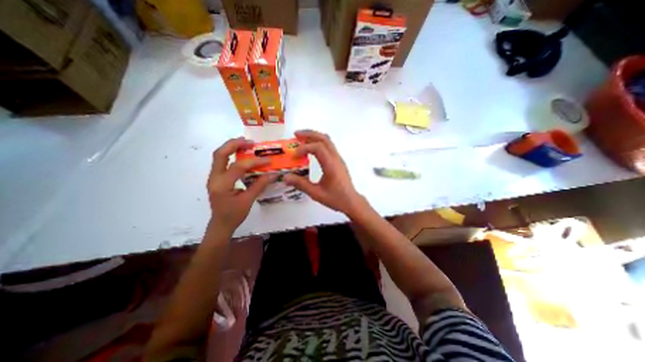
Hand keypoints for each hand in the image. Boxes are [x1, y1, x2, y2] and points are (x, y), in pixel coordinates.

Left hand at [208, 137, 275, 232]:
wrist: (220, 224)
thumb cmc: (234, 215)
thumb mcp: (248, 201)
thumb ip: (260, 185)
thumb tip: (273, 174)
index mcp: (222, 185)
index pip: (238, 167)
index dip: (254, 162)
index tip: (268, 160)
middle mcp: (214, 178)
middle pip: (220, 154)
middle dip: (235, 144)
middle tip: (251, 142)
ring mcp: (213, 177)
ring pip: (219, 156)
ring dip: (232, 147)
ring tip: (247, 144)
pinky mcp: (216, 178)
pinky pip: (222, 162)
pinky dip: (231, 155)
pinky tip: (242, 154)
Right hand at [282, 129, 366, 215]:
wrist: (351, 201)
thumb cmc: (336, 198)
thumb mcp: (316, 193)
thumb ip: (301, 184)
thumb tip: (286, 177)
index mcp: (331, 165)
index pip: (318, 148)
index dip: (304, 148)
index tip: (295, 155)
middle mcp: (336, 158)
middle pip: (324, 138)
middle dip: (309, 134)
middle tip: (296, 135)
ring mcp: (338, 159)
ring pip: (327, 141)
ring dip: (314, 137)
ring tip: (301, 139)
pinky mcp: (338, 161)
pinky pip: (329, 146)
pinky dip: (318, 143)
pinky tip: (311, 149)